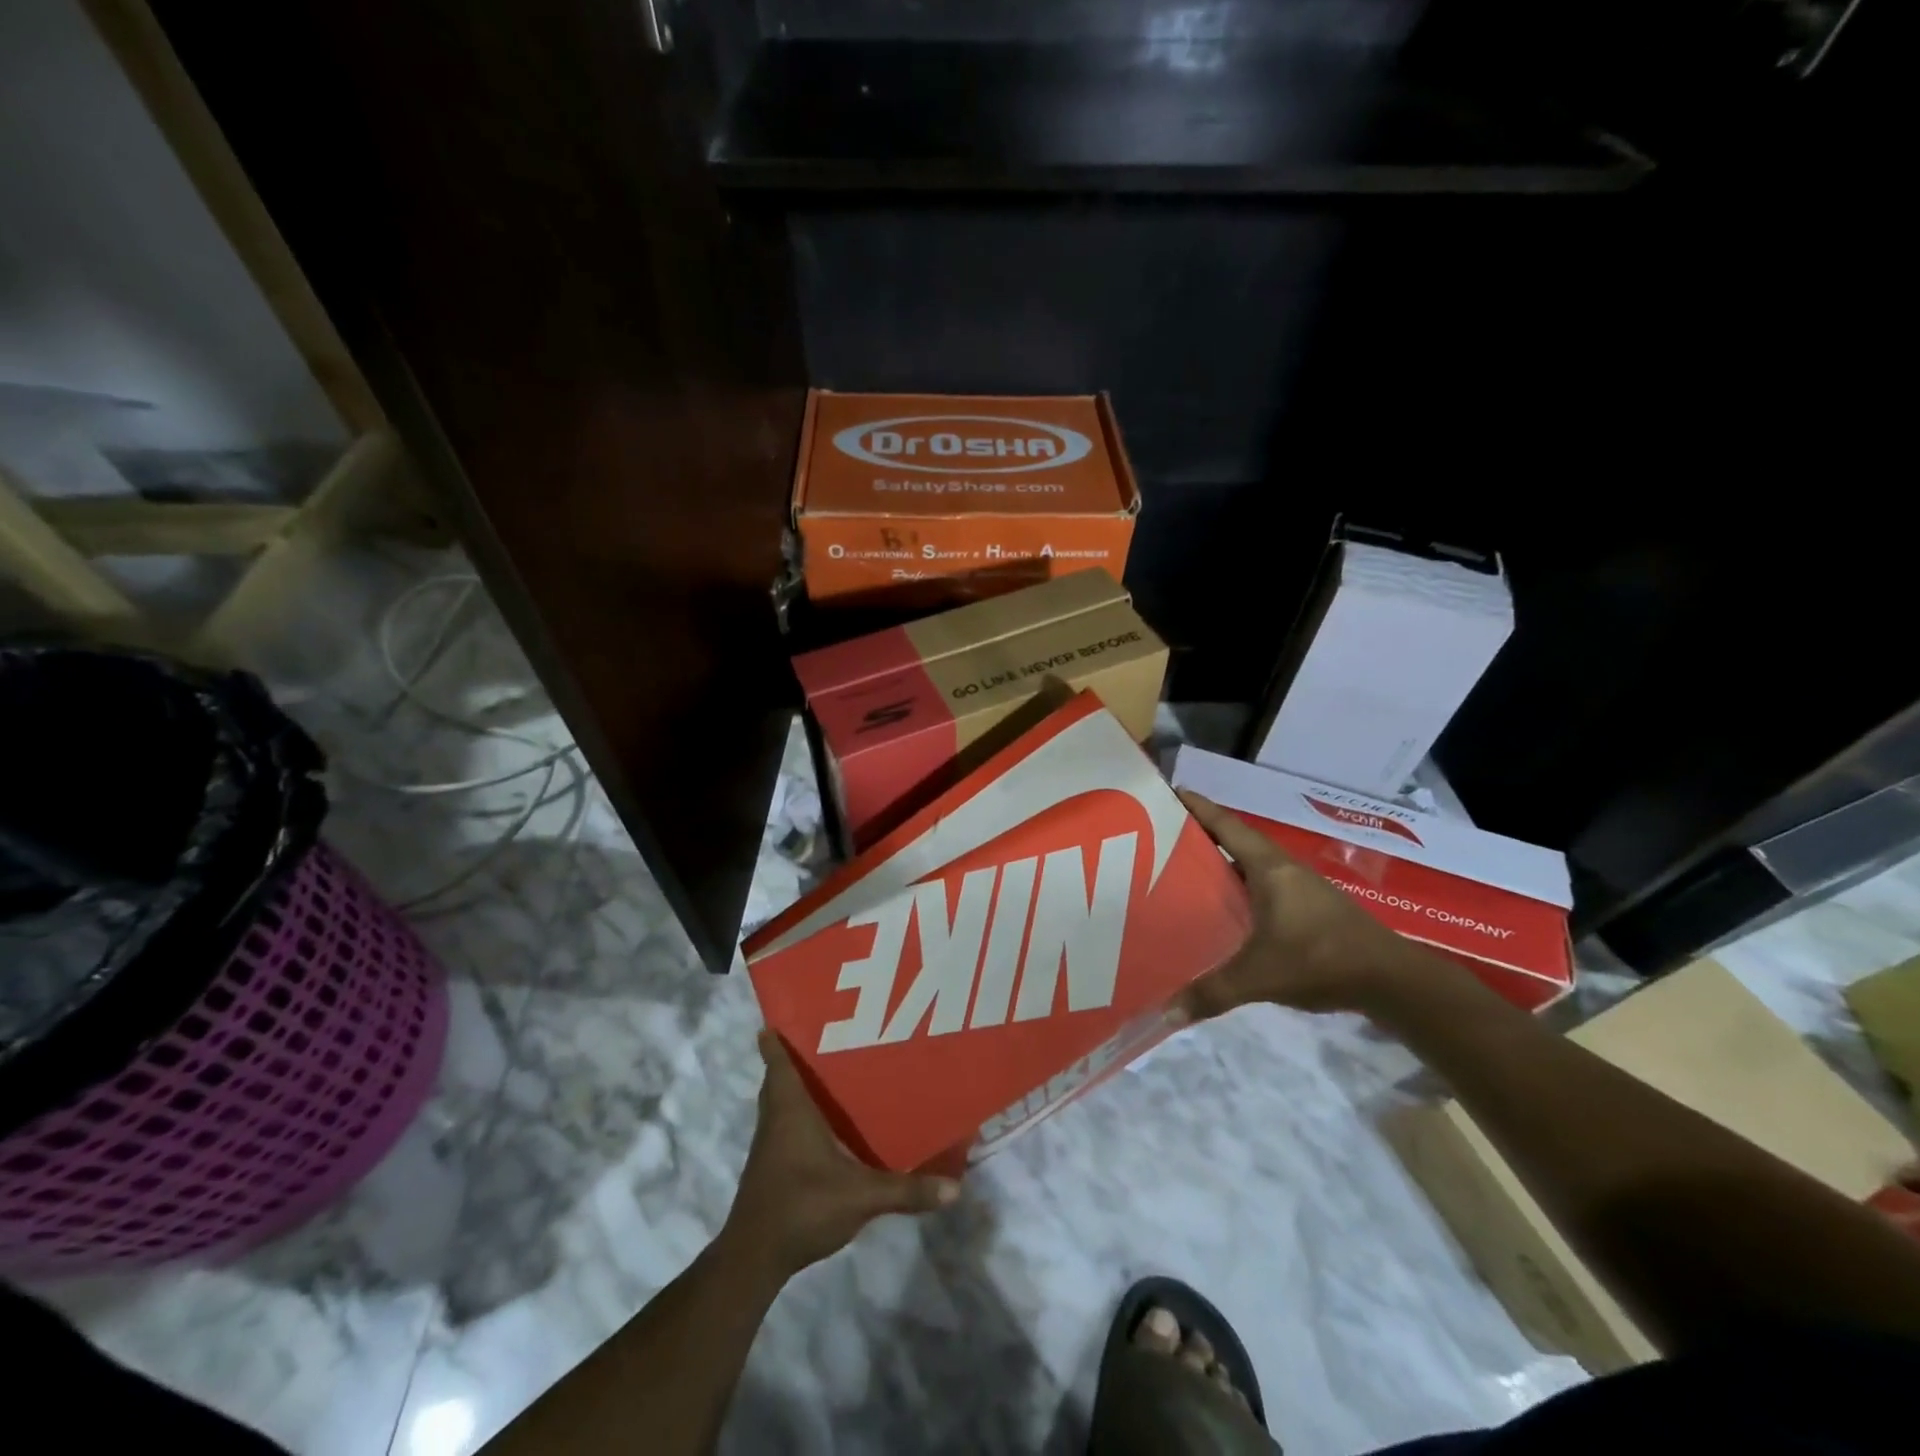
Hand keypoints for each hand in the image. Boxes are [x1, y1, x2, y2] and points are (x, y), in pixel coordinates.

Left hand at [723, 1030, 959, 1281]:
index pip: (778, 1062)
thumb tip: (955, 1189)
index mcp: (791, 1110)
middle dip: (792, 1059)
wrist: (755, 1258)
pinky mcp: (770, 1168)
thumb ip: (905, 1191)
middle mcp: (775, 1120)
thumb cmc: (803, 1207)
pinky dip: (796, 1117)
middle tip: (819, 1040)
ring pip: (778, 1104)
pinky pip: (782, 1127)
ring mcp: (769, 1146)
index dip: (776, 1039)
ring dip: (794, 1088)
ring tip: (827, 1075)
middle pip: (776, 1079)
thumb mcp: (861, 1197)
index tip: (780, 1016)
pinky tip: (823, 1126)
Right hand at [1176, 789, 1423, 1019]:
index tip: (1170, 791)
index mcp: (1269, 868)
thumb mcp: (1260, 976)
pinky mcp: (1310, 909)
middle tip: (1161, 837)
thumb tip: (1165, 1014)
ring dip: (1221, 863)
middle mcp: (1283, 870)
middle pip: (1235, 841)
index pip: (1226, 826)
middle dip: (1201, 835)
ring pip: (1250, 865)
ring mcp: (1300, 889)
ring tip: (1182, 871)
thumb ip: (1212, 993)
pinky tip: (1224, 908)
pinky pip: (1263, 886)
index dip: (1198, 807)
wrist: (1393, 980)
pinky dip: (1239, 888)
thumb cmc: (1322, 960)